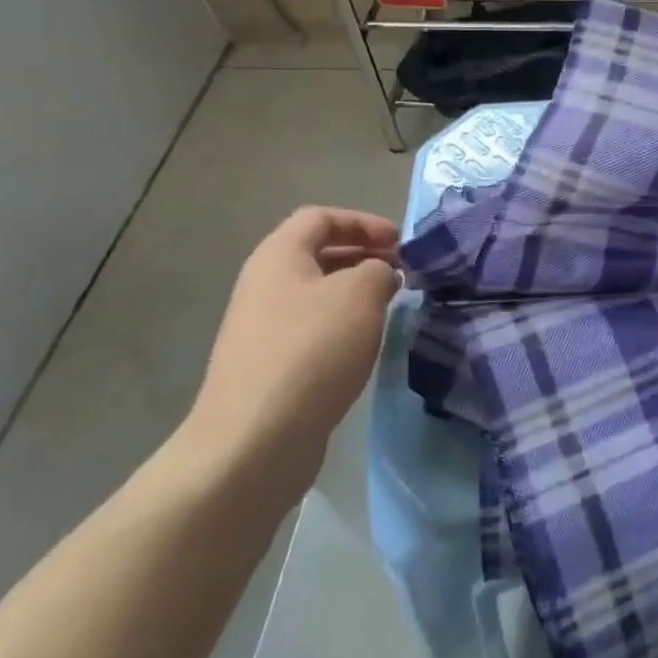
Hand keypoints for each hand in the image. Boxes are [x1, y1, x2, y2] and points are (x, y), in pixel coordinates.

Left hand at [179, 207, 400, 501]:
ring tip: (390, 307)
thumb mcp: (360, 294)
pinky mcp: (270, 366)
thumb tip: (380, 275)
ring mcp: (263, 329)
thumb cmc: (311, 350)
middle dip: (363, 256)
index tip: (400, 243)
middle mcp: (264, 285)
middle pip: (317, 253)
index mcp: (278, 257)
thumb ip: (379, 270)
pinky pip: (312, 329)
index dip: (363, 222)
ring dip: (356, 293)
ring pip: (317, 294)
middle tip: (402, 272)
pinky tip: (365, 346)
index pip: (321, 217)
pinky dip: (343, 326)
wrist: (254, 440)